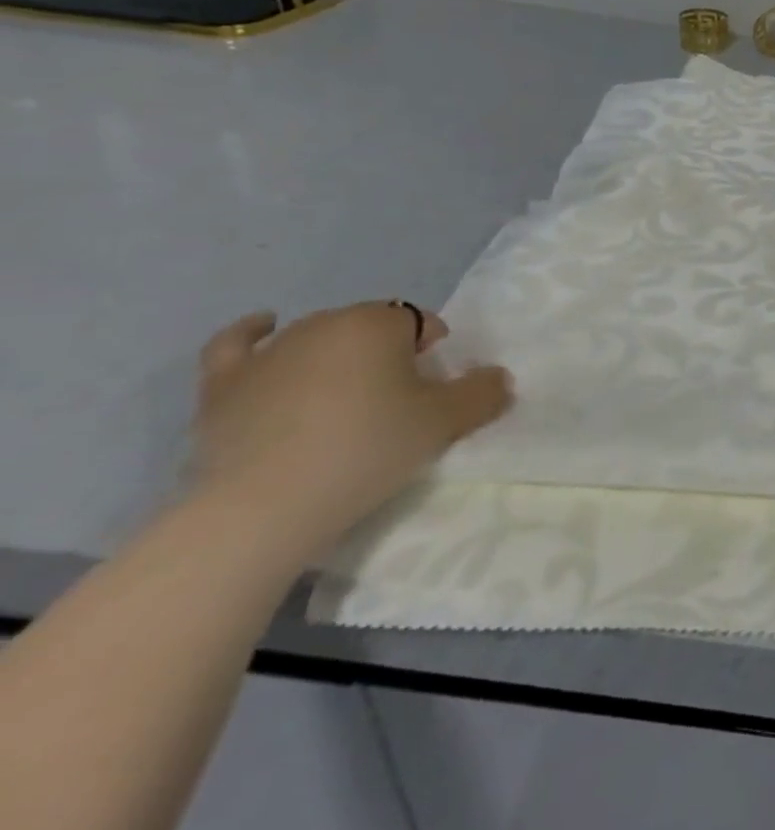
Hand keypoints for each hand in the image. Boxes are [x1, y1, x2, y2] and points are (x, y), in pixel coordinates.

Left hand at [192, 302, 512, 559]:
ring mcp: (268, 353)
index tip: (434, 388)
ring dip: (336, 355)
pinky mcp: (222, 386)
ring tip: (345, 395)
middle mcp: (323, 324)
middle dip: (386, 352)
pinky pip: (236, 344)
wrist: (263, 507)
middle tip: (396, 398)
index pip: (419, 321)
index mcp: (378, 322)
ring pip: (316, 338)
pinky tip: (263, 326)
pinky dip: (252, 332)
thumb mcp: (446, 422)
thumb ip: (482, 393)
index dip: (432, 350)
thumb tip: (496, 377)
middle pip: (369, 328)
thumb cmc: (367, 449)